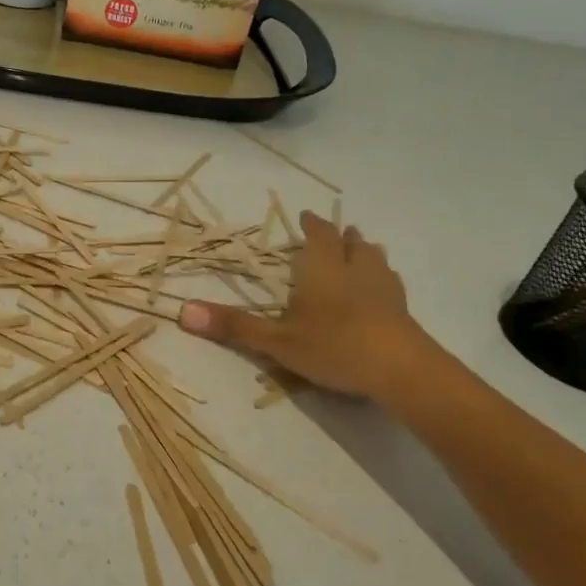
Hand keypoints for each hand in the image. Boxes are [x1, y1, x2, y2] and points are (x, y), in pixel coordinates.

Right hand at [179, 211, 427, 397]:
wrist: (400, 369)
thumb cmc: (333, 345)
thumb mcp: (276, 340)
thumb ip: (234, 326)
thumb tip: (181, 311)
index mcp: (323, 268)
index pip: (319, 234)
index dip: (312, 224)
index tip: (307, 216)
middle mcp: (355, 269)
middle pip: (352, 243)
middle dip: (342, 236)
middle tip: (336, 234)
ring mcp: (385, 288)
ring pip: (376, 259)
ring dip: (366, 253)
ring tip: (361, 254)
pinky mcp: (404, 310)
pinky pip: (392, 284)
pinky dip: (382, 281)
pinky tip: (381, 294)